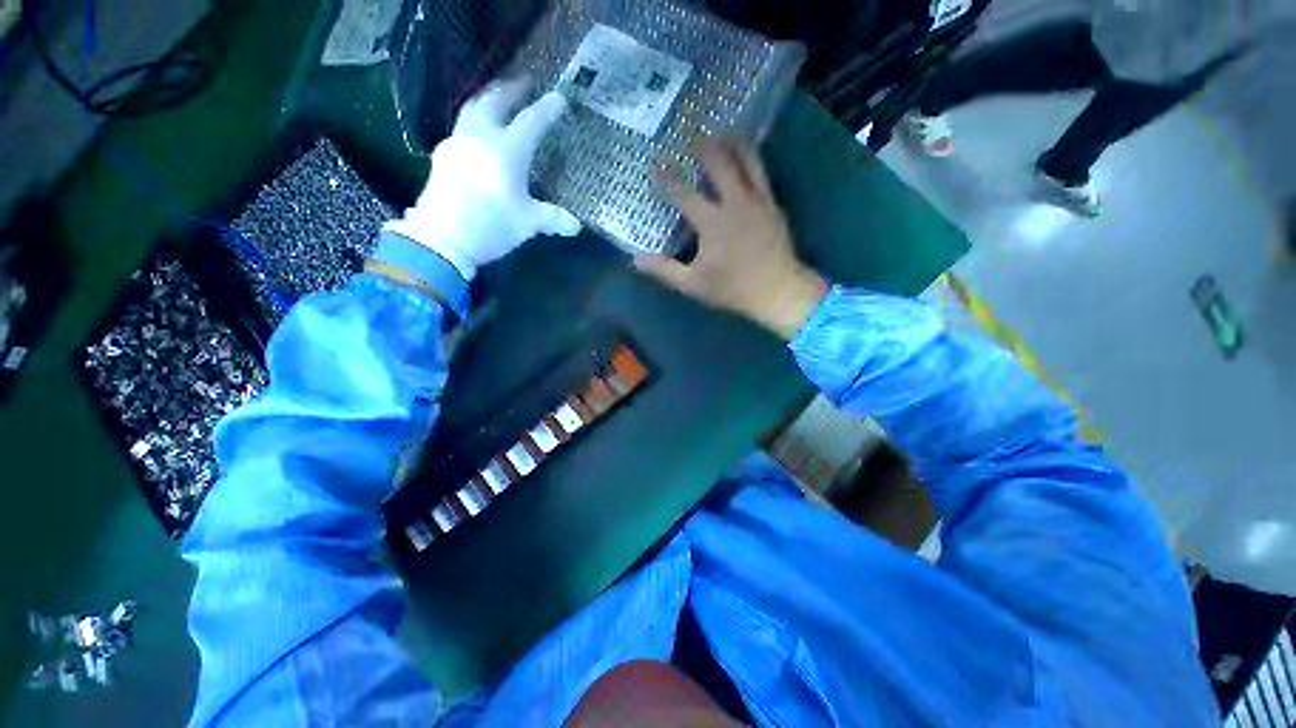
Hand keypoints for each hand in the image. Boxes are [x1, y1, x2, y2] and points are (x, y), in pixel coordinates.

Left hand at [386, 80, 581, 280]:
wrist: (442, 237)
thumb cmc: (492, 226)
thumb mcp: (528, 223)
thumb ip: (552, 218)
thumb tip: (576, 225)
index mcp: (507, 151)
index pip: (531, 122)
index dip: (547, 110)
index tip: (559, 98)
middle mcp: (481, 137)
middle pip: (495, 101)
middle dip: (511, 89)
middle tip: (524, 82)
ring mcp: (458, 143)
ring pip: (473, 108)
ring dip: (489, 98)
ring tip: (499, 97)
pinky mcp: (443, 155)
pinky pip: (462, 127)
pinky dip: (474, 121)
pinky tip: (479, 133)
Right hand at [634, 139, 827, 339]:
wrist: (779, 291)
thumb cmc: (733, 289)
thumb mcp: (693, 285)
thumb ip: (665, 270)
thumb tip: (635, 260)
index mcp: (712, 222)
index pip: (683, 192)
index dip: (667, 177)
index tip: (655, 162)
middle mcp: (735, 203)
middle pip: (718, 163)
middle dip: (702, 145)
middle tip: (691, 131)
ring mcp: (758, 200)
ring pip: (746, 159)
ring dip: (732, 142)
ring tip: (722, 130)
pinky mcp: (773, 204)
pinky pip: (761, 172)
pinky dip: (750, 158)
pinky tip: (746, 156)